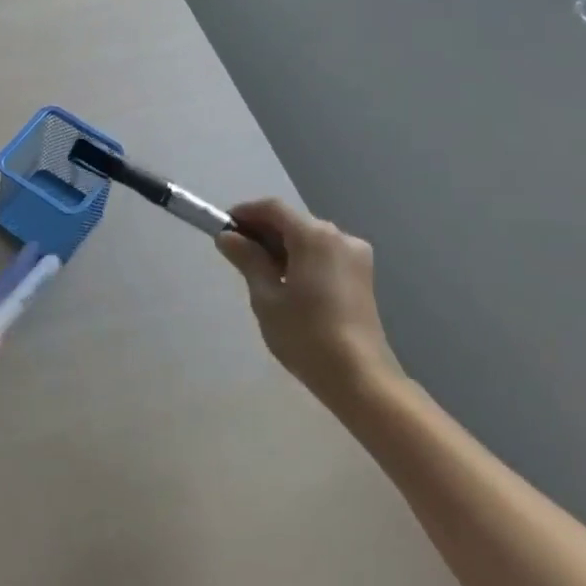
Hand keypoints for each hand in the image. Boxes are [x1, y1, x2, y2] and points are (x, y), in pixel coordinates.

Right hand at [216, 198, 400, 409]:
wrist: (359, 376)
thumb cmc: (305, 334)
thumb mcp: (265, 296)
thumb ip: (247, 260)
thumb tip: (228, 237)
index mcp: (315, 236)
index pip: (273, 208)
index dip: (245, 213)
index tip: (223, 228)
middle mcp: (340, 237)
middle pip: (293, 221)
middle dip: (263, 231)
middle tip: (236, 252)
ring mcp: (355, 256)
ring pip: (309, 238)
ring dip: (282, 246)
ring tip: (258, 272)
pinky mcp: (362, 275)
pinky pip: (324, 254)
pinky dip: (301, 258)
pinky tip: (286, 283)